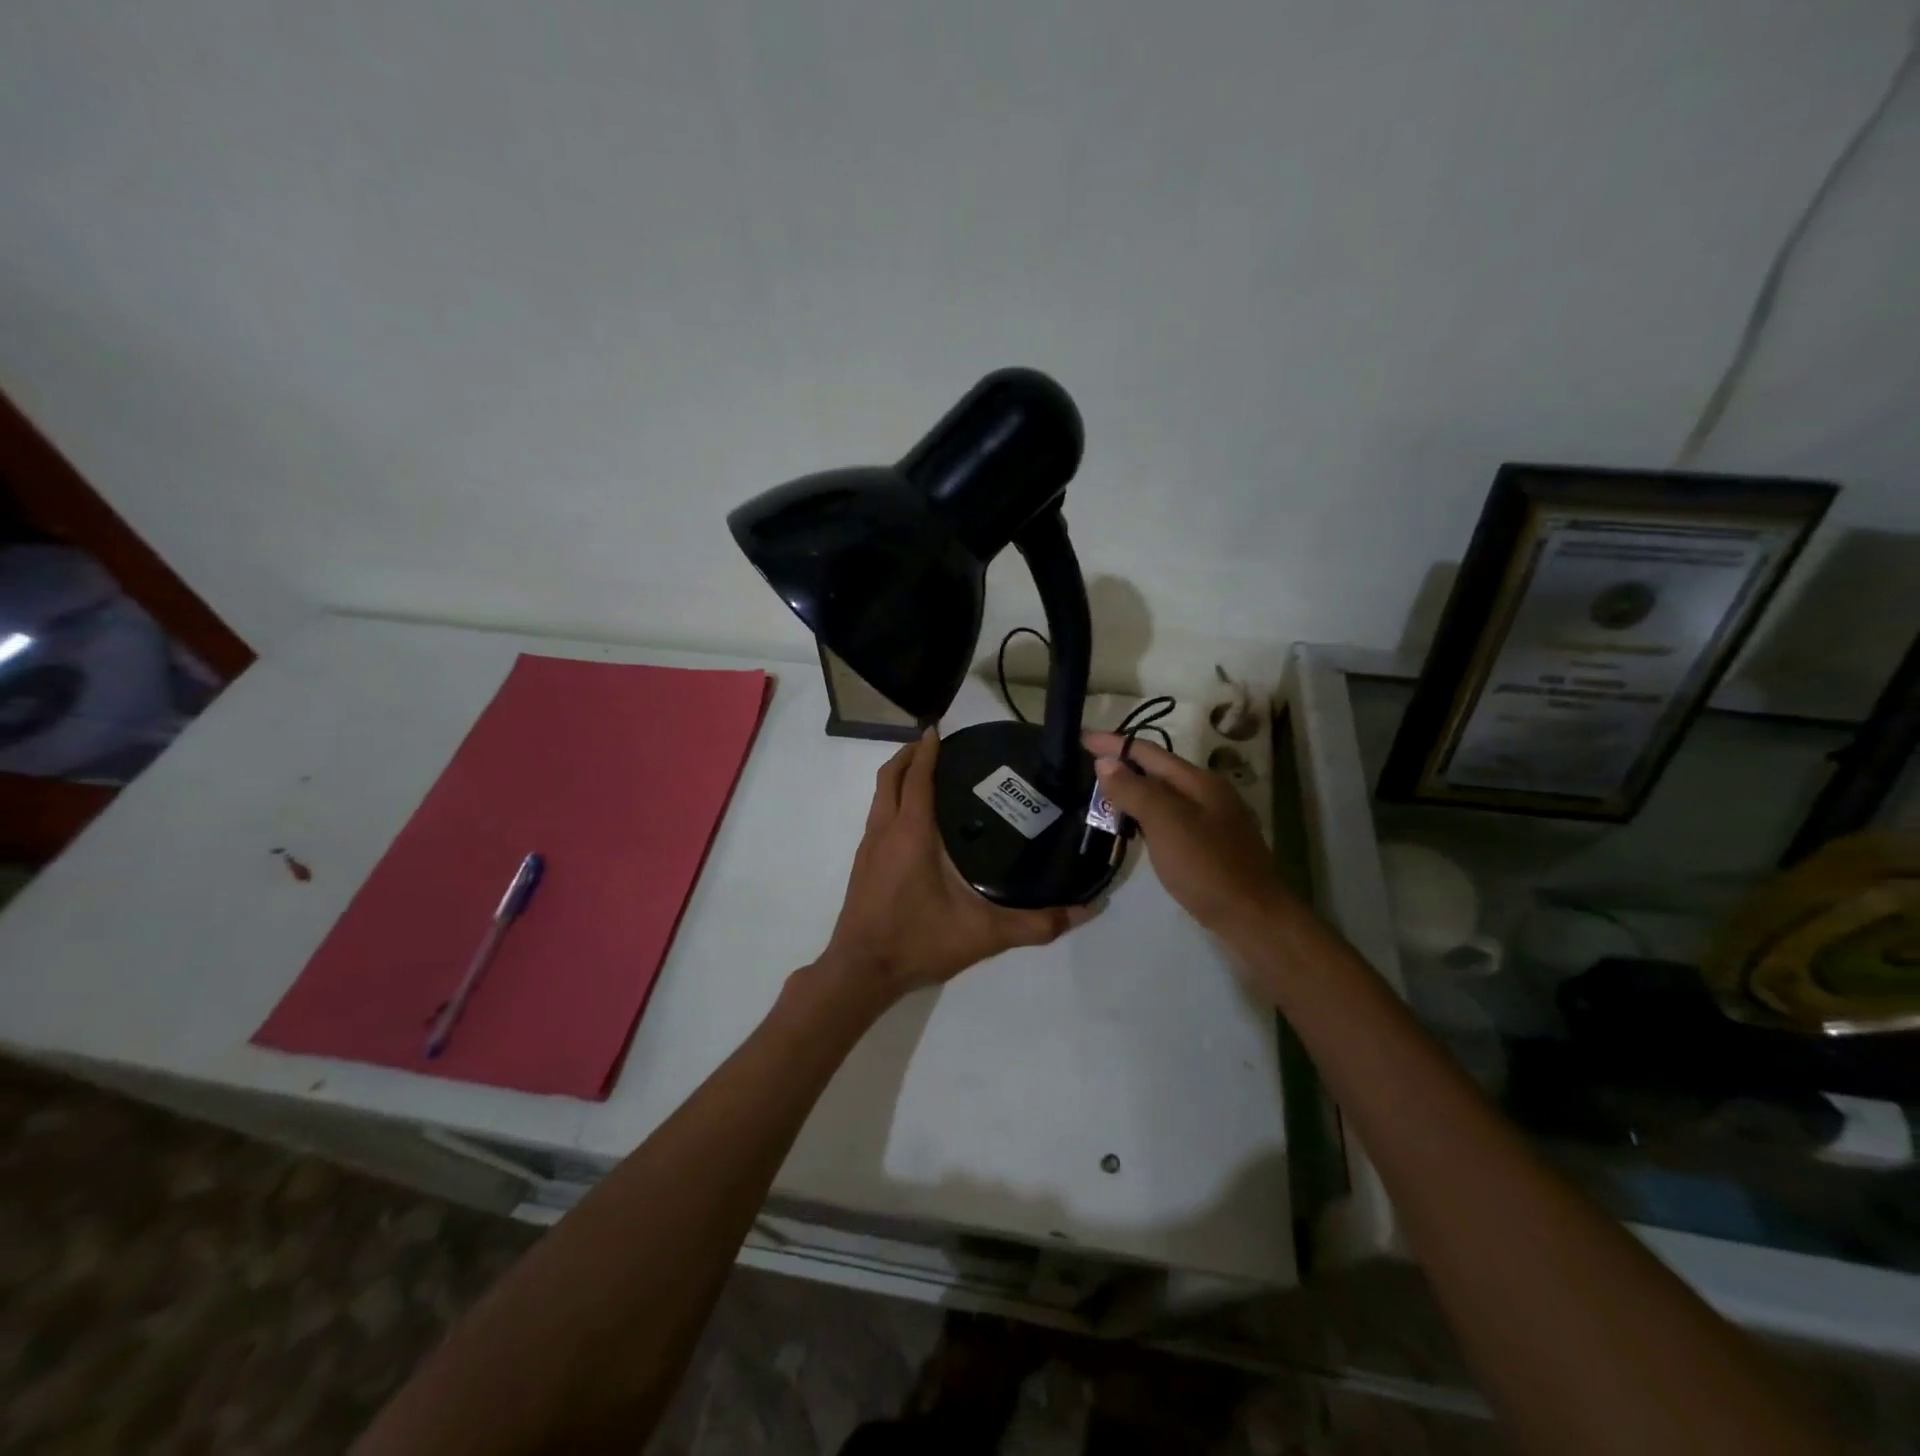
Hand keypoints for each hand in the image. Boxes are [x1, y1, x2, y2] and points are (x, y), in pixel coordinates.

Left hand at [821, 730, 1096, 1000]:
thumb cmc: (918, 942)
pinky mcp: (862, 866)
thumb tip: (1087, 910)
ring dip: (898, 778)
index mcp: (911, 833)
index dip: (928, 750)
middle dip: (910, 755)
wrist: (860, 972)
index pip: (917, 777)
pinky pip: (876, 817)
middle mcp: (885, 831)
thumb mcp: (984, 935)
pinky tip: (914, 823)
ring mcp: (868, 848)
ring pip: (879, 797)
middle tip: (937, 745)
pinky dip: (892, 802)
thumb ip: (1037, 924)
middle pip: (890, 777)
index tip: (941, 729)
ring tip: (928, 775)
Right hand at [1083, 731, 1293, 941]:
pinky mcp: (1209, 847)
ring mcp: (1212, 821)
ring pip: (1163, 797)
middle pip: (1158, 771)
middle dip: (1123, 765)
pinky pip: (1169, 820)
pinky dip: (1145, 817)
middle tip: (1086, 767)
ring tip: (1101, 796)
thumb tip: (1105, 762)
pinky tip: (1132, 829)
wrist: (1252, 918)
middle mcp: (1208, 794)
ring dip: (1132, 792)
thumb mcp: (1166, 822)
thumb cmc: (1206, 866)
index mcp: (1199, 781)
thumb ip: (1134, 790)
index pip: (1149, 752)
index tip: (1081, 738)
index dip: (1114, 744)